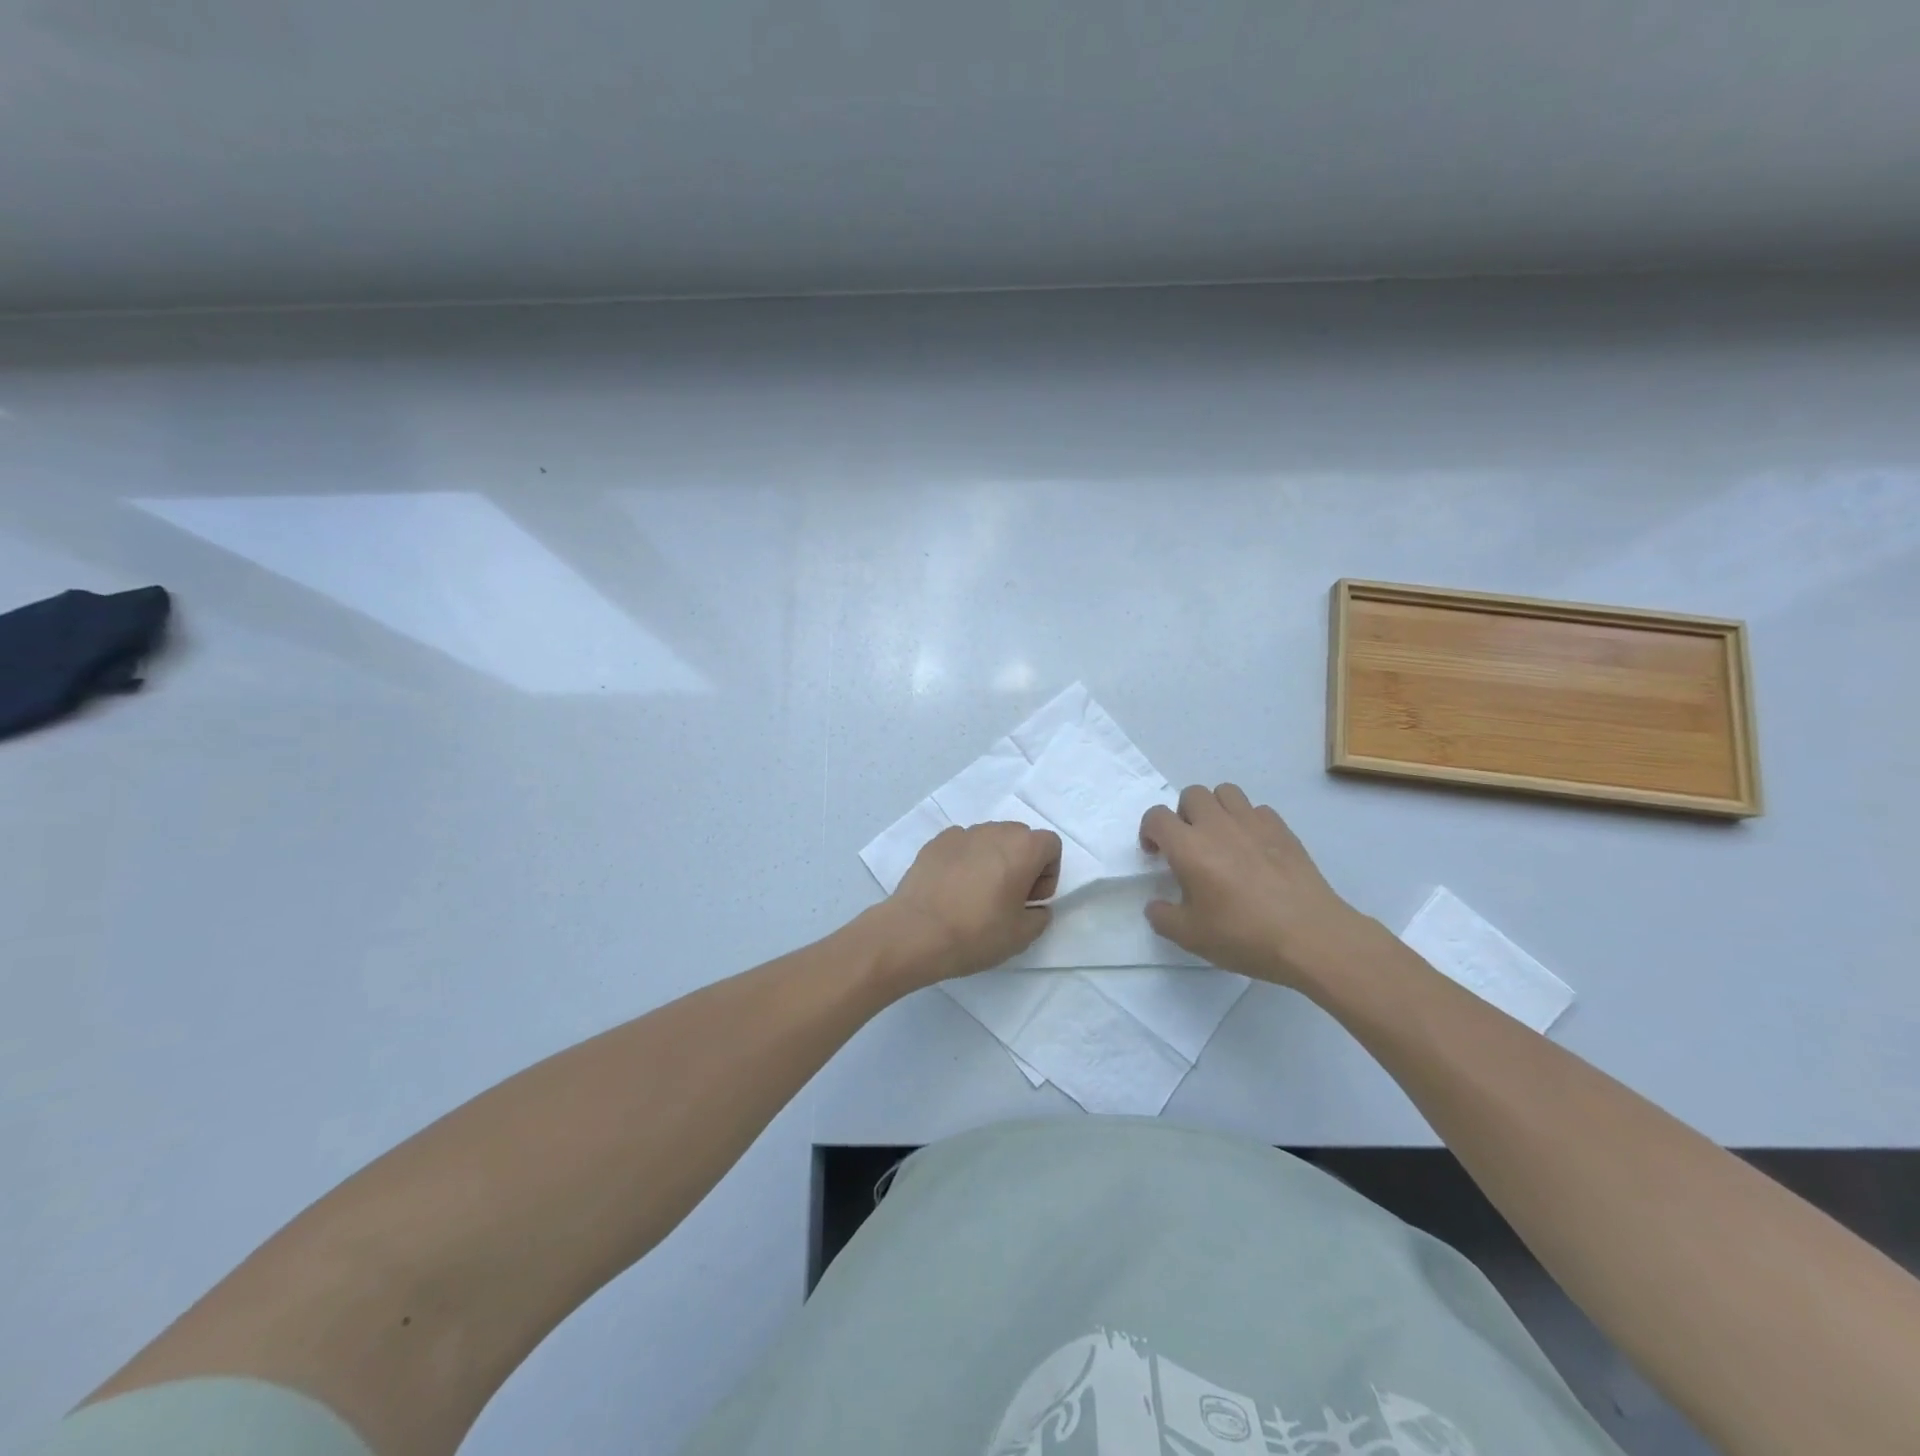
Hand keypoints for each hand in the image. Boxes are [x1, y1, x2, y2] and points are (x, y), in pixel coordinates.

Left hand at [877, 823, 1061, 986]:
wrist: (915, 932)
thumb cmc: (976, 933)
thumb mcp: (1022, 936)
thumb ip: (1039, 916)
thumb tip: (1034, 907)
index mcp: (1022, 848)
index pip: (1050, 845)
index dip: (1048, 873)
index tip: (1030, 899)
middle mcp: (994, 831)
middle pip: (1020, 837)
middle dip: (1022, 863)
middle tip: (1008, 897)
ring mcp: (962, 833)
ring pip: (990, 839)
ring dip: (993, 859)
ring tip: (977, 894)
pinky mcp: (935, 842)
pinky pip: (962, 845)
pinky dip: (965, 860)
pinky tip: (953, 889)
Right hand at [1140, 785, 1370, 987]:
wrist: (1310, 937)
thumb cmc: (1243, 935)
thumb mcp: (1190, 937)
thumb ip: (1162, 917)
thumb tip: (1155, 905)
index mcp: (1189, 847)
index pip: (1156, 817)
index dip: (1149, 831)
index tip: (1156, 854)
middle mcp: (1217, 825)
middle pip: (1191, 794)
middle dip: (1183, 815)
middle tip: (1189, 845)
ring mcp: (1253, 823)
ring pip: (1225, 792)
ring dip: (1215, 809)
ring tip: (1220, 838)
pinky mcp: (1283, 829)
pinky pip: (1257, 809)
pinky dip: (1248, 821)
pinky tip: (1253, 848)